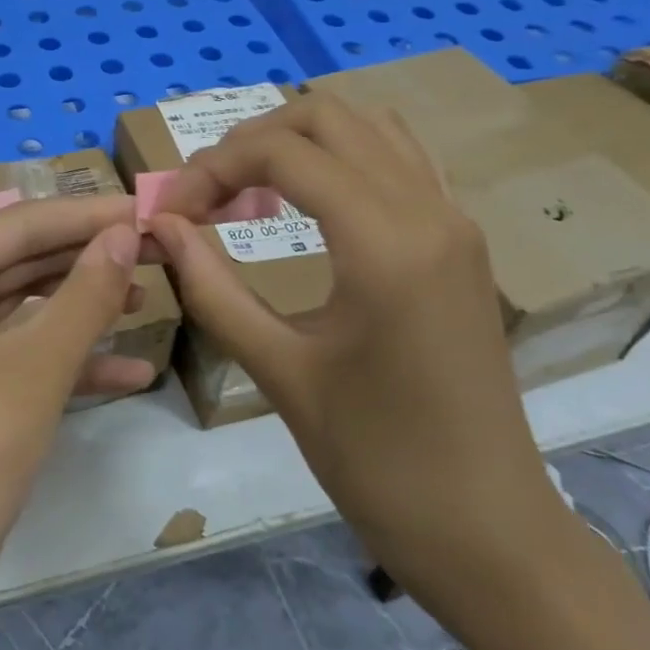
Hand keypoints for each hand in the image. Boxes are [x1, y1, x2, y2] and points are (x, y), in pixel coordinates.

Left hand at [0, 196, 143, 632]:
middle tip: (158, 246)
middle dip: (88, 259)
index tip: (148, 206)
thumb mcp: (37, 366)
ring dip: (82, 306)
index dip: (86, 215)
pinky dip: (66, 358)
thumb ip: (86, 292)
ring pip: (22, 307)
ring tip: (151, 294)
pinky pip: (15, 352)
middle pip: (19, 261)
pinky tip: (132, 368)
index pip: (16, 225)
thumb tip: (127, 232)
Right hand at [146, 92, 576, 616]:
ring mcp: (454, 220)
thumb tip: (161, 225)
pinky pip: (398, 160)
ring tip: (248, 193)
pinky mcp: (461, 241)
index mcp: (386, 242)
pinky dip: (341, 159)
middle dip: (250, 142)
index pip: (282, 152)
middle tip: (206, 196)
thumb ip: (212, 287)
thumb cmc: (377, 462)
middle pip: (326, 116)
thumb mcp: (279, 371)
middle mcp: (428, 210)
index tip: (170, 213)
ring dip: (297, 142)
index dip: (211, 169)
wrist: (489, 533)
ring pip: (367, 127)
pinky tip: (307, 205)